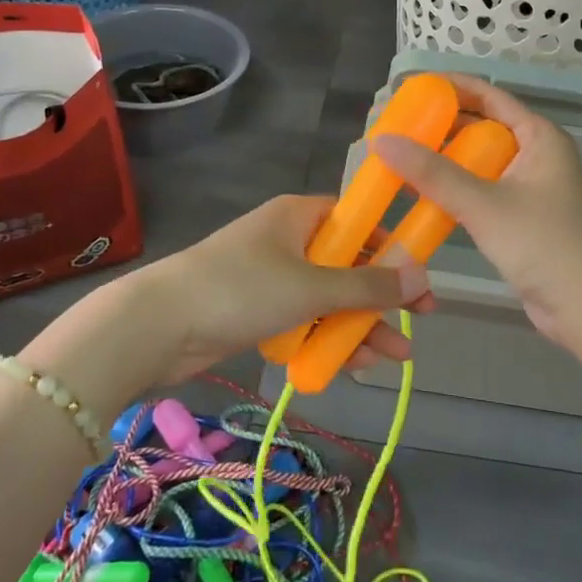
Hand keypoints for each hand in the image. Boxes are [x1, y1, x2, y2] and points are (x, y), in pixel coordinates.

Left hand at [34, 196, 434, 396]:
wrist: (158, 327)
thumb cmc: (240, 290)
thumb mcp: (311, 287)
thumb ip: (368, 285)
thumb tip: (423, 275)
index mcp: (300, 216)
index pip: (358, 221)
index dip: (392, 247)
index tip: (419, 278)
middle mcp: (288, 240)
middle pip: (347, 264)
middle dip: (380, 298)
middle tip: (416, 324)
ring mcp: (272, 277)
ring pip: (328, 298)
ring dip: (358, 326)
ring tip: (390, 359)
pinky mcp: (257, 310)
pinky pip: (304, 319)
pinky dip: (326, 338)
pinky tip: (350, 365)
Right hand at [371, 76, 581, 352]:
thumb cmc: (544, 244)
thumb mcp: (484, 204)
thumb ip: (432, 173)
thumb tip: (381, 141)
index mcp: (538, 137)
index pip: (489, 96)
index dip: (450, 87)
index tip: (410, 87)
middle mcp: (534, 154)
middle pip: (481, 127)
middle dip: (439, 126)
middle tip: (396, 125)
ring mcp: (528, 187)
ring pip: (477, 161)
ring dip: (442, 159)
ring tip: (399, 156)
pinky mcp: (519, 217)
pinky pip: (479, 190)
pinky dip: (451, 188)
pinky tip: (419, 194)